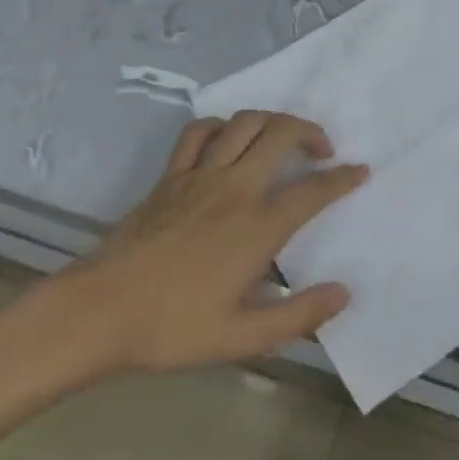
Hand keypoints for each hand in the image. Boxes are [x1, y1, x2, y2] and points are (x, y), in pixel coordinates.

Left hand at [28, 112, 366, 384]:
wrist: (98, 313)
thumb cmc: (171, 329)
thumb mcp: (241, 338)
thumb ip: (297, 316)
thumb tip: (343, 294)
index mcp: (257, 227)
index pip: (312, 191)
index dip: (342, 179)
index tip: (360, 171)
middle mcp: (234, 189)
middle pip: (281, 135)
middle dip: (311, 132)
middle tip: (323, 150)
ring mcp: (199, 176)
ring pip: (244, 123)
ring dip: (272, 121)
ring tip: (282, 137)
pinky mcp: (170, 176)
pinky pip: (199, 133)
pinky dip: (220, 126)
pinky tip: (227, 139)